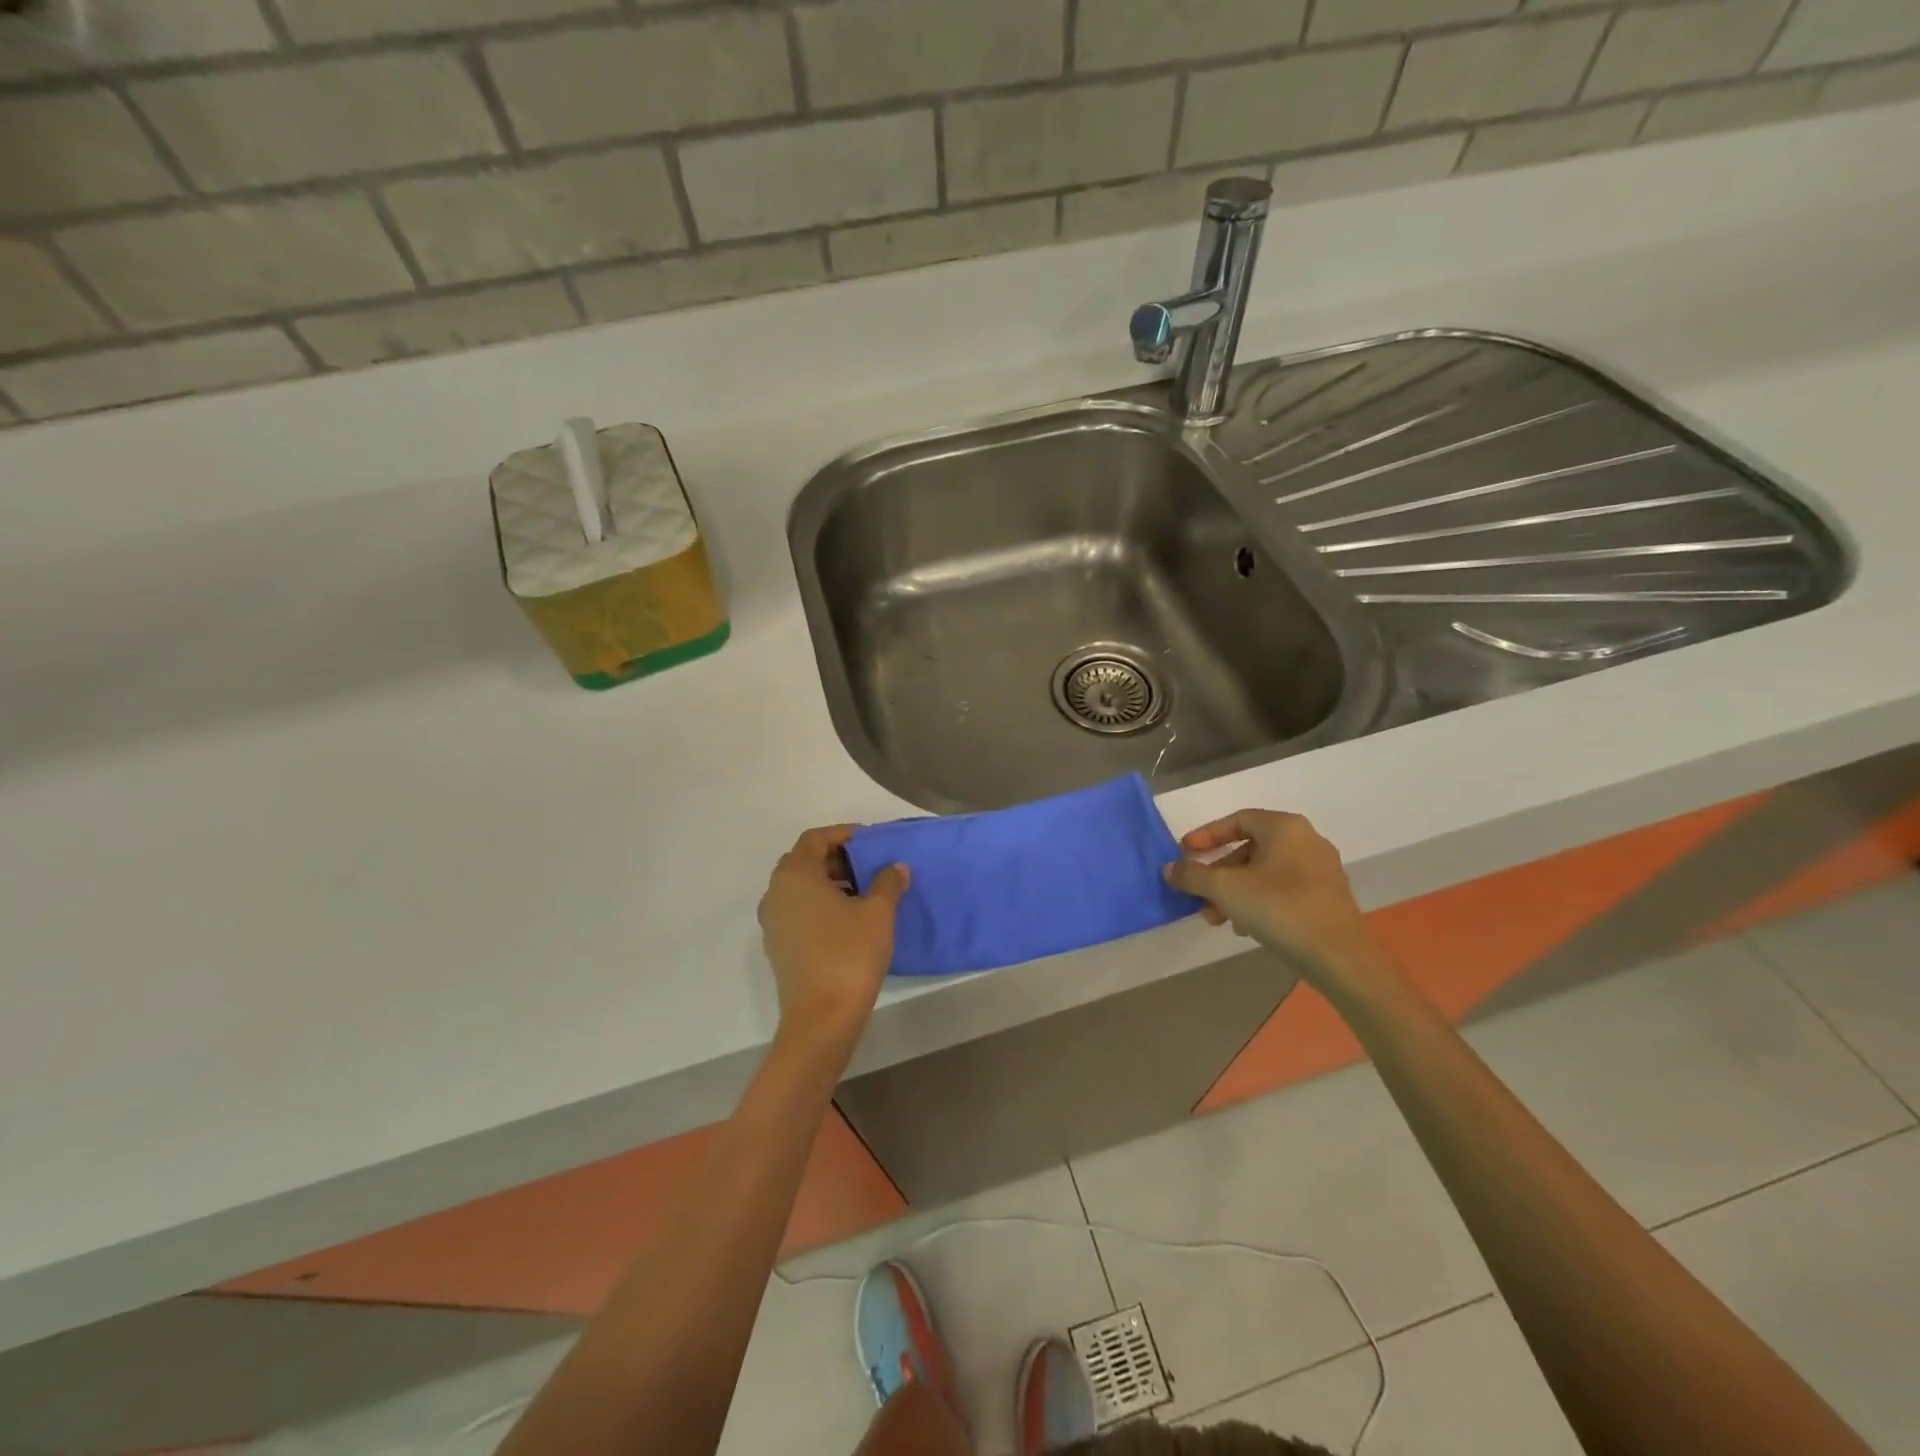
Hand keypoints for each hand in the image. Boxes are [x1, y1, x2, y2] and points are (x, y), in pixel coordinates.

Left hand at [758, 825, 910, 1044]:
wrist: (821, 1018)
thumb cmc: (849, 954)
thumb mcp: (878, 913)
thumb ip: (888, 882)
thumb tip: (896, 866)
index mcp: (795, 875)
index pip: (815, 839)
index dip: (843, 834)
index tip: (871, 841)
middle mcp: (777, 892)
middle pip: (805, 861)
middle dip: (837, 858)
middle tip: (869, 865)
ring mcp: (773, 921)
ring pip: (801, 887)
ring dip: (830, 882)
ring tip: (865, 892)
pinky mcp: (778, 945)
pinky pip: (798, 910)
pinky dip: (821, 905)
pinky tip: (850, 920)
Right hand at [1165, 810, 1392, 994]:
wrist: (1341, 958)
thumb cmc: (1280, 909)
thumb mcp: (1226, 889)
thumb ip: (1193, 875)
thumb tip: (1170, 868)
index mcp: (1285, 828)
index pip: (1237, 820)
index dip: (1206, 836)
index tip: (1184, 853)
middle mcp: (1306, 841)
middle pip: (1249, 849)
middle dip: (1218, 873)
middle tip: (1198, 895)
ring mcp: (1320, 871)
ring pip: (1264, 873)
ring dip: (1234, 892)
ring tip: (1216, 918)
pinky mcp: (1327, 898)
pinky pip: (1282, 891)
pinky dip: (1257, 902)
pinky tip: (1244, 928)